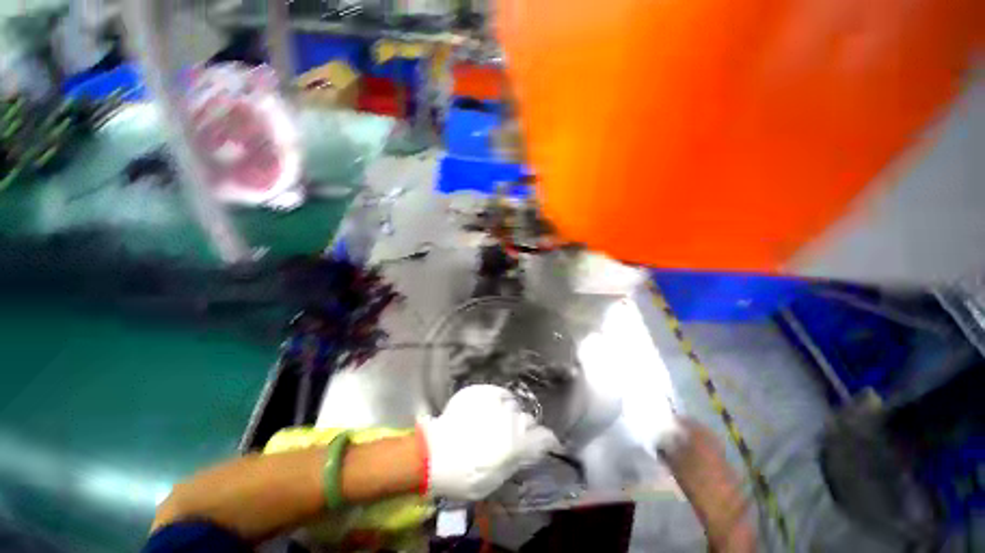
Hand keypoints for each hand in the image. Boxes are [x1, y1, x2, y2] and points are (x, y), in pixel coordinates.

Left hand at [419, 385, 560, 499]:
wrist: (434, 454)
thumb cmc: (465, 476)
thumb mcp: (496, 480)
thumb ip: (516, 460)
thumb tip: (528, 451)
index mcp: (519, 442)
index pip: (545, 437)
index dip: (547, 442)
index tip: (545, 445)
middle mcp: (512, 418)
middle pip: (529, 420)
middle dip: (526, 429)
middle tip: (514, 437)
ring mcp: (496, 401)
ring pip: (513, 404)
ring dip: (511, 414)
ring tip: (499, 421)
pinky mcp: (482, 390)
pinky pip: (499, 392)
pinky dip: (499, 400)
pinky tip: (490, 408)